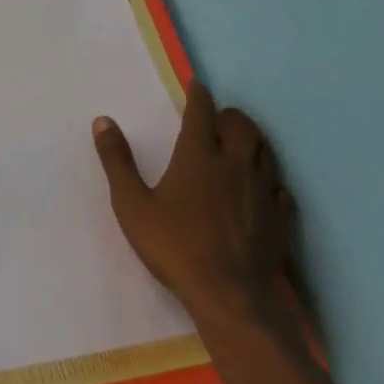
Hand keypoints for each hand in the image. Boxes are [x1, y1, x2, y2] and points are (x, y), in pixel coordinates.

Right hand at [92, 83, 296, 329]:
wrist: (230, 297)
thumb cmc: (175, 247)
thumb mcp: (132, 205)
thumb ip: (118, 161)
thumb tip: (103, 121)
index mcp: (199, 155)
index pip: (202, 112)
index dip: (199, 95)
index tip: (197, 86)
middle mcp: (234, 164)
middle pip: (241, 125)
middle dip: (230, 115)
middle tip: (219, 117)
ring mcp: (262, 191)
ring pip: (265, 151)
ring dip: (253, 140)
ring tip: (242, 142)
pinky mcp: (280, 218)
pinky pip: (281, 188)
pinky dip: (271, 179)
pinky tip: (265, 188)